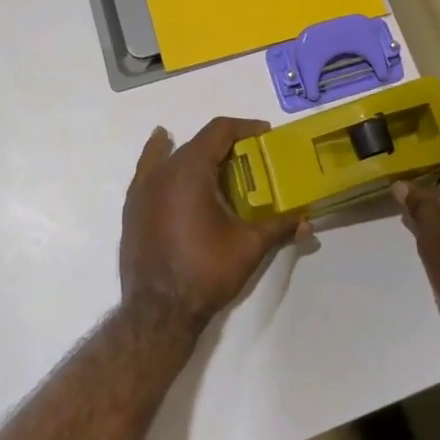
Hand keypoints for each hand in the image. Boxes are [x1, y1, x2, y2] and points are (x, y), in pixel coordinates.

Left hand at [120, 117, 299, 333]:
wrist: (158, 313)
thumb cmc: (205, 271)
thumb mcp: (249, 246)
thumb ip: (279, 227)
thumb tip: (307, 222)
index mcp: (190, 170)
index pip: (219, 131)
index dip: (244, 127)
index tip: (265, 134)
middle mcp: (163, 171)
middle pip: (197, 143)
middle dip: (225, 145)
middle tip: (250, 160)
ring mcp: (143, 189)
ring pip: (172, 155)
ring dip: (196, 152)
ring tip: (216, 161)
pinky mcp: (133, 208)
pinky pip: (149, 170)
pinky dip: (159, 156)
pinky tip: (163, 151)